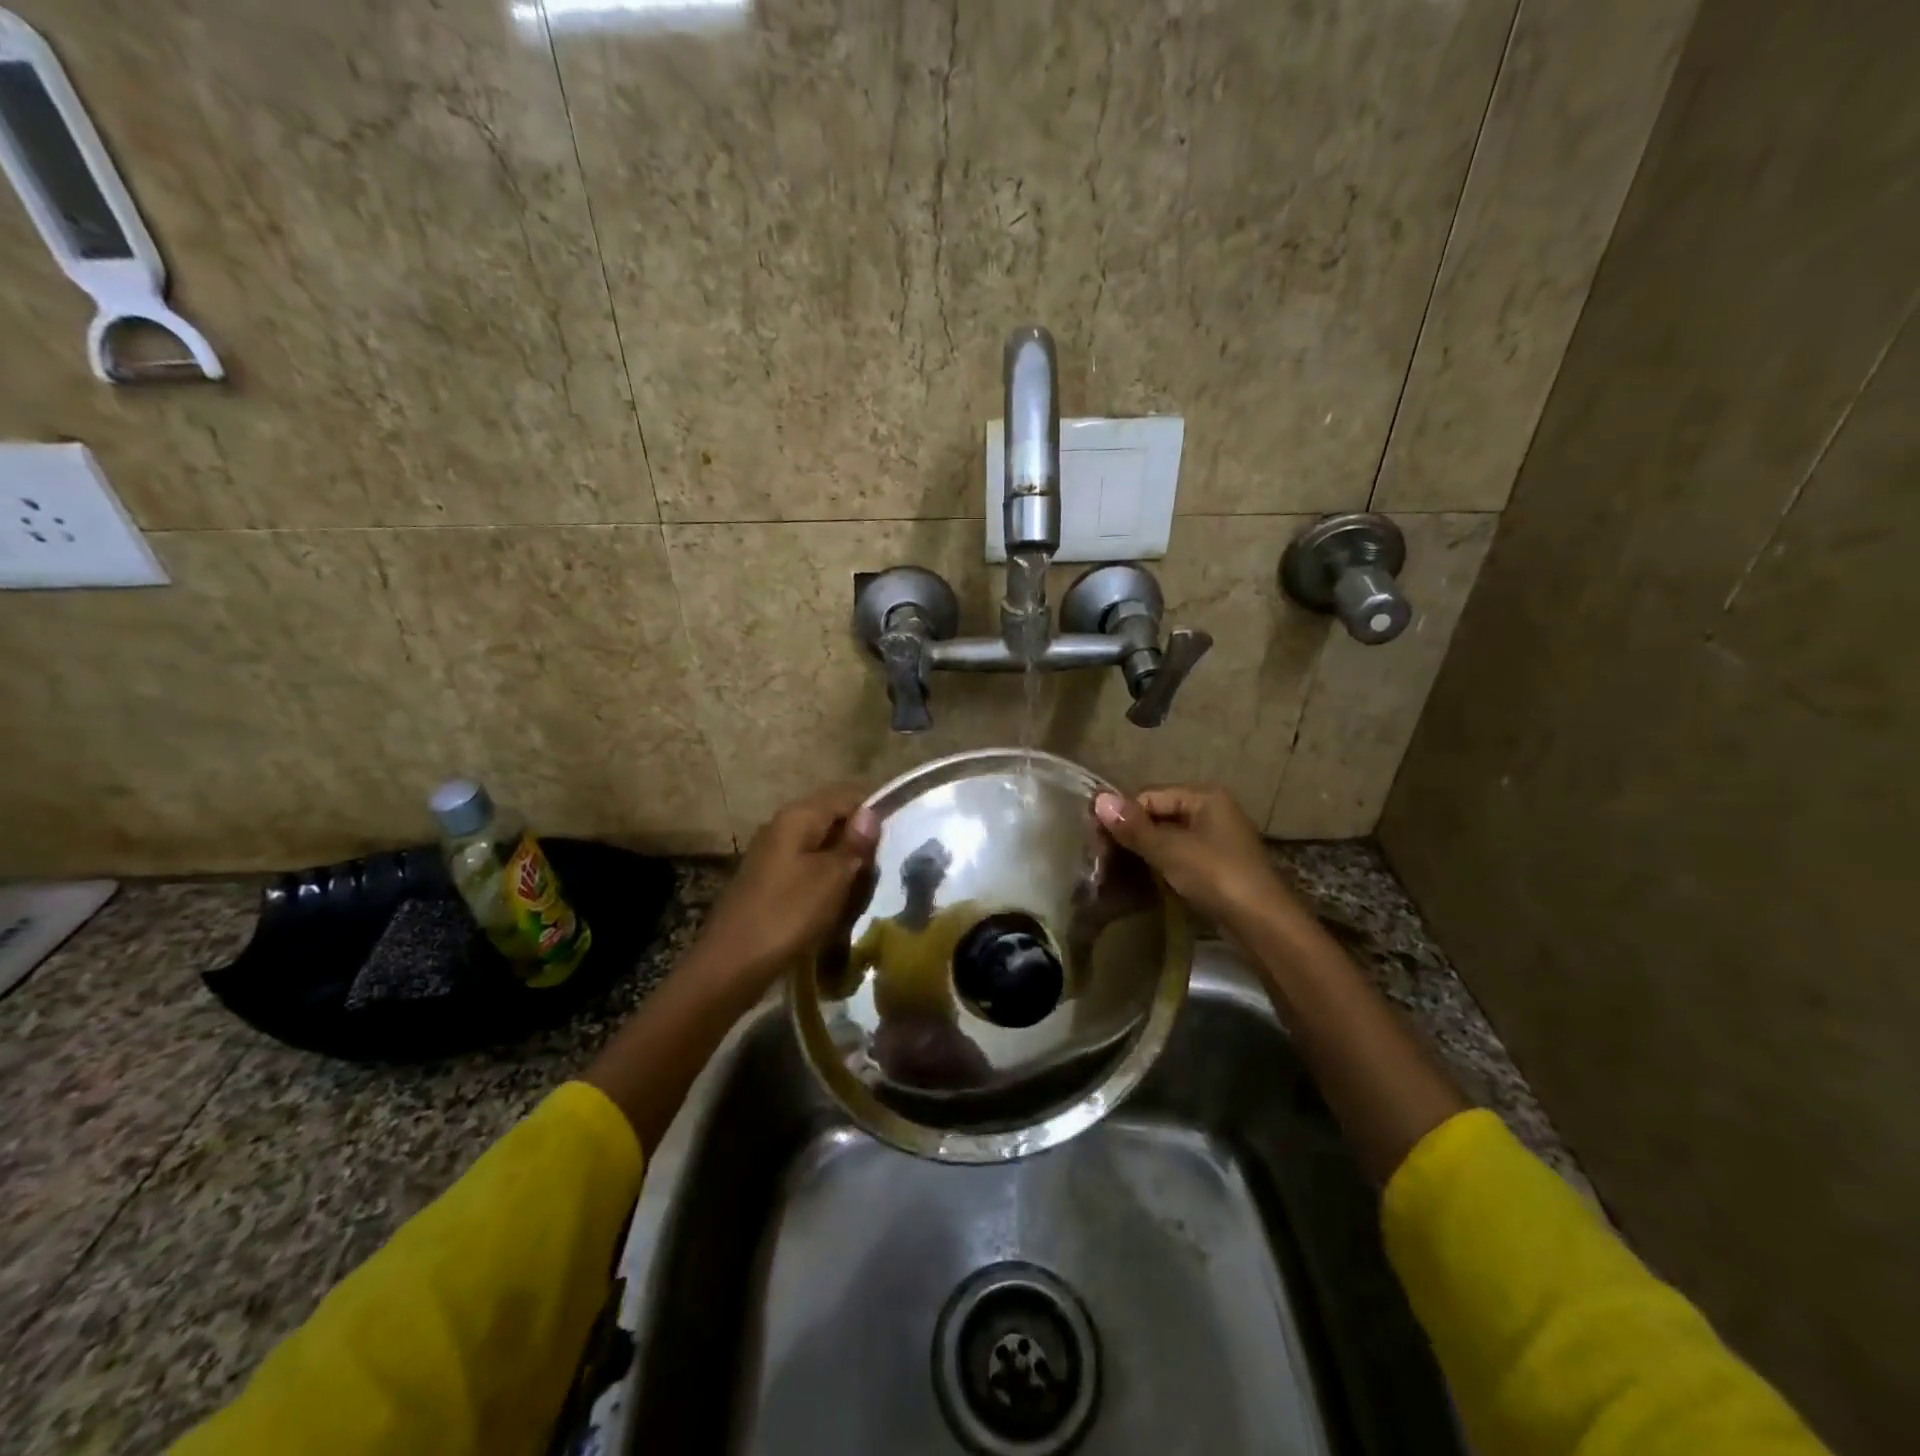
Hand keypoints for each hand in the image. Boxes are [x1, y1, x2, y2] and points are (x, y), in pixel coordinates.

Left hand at [689, 785, 880, 998]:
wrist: (731, 965)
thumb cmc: (787, 915)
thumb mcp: (831, 877)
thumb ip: (854, 843)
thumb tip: (871, 812)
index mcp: (798, 816)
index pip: (847, 795)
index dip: (874, 812)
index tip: (898, 838)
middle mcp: (782, 825)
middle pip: (833, 819)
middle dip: (860, 840)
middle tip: (883, 867)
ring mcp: (773, 854)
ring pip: (821, 845)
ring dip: (844, 862)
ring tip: (866, 886)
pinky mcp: (769, 880)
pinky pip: (807, 868)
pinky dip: (826, 879)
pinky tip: (838, 902)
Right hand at [1093, 784, 1300, 933]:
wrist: (1263, 924)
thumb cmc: (1216, 876)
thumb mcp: (1170, 850)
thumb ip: (1134, 826)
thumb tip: (1098, 799)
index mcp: (1204, 796)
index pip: (1149, 796)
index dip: (1122, 816)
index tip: (1097, 841)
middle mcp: (1213, 810)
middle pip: (1159, 814)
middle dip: (1132, 833)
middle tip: (1103, 857)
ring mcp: (1217, 839)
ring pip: (1169, 836)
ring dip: (1144, 851)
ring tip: (1117, 869)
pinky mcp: (1217, 865)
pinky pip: (1180, 855)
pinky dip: (1161, 864)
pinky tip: (1144, 879)